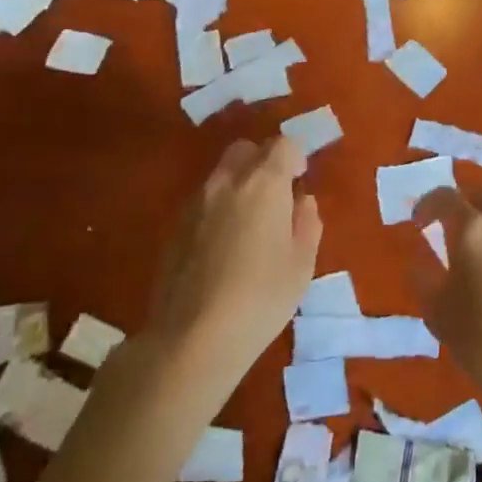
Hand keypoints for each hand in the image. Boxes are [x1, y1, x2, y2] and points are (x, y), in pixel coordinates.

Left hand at [145, 136, 322, 398]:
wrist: (193, 336)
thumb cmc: (261, 299)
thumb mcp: (301, 265)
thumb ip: (307, 223)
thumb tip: (302, 201)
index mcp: (263, 184)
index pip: (282, 145)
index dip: (296, 158)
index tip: (300, 182)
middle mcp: (226, 182)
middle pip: (245, 149)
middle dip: (263, 162)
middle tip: (276, 196)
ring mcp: (195, 202)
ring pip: (221, 174)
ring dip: (239, 185)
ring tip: (250, 226)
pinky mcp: (175, 226)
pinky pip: (203, 201)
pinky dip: (219, 208)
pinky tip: (224, 247)